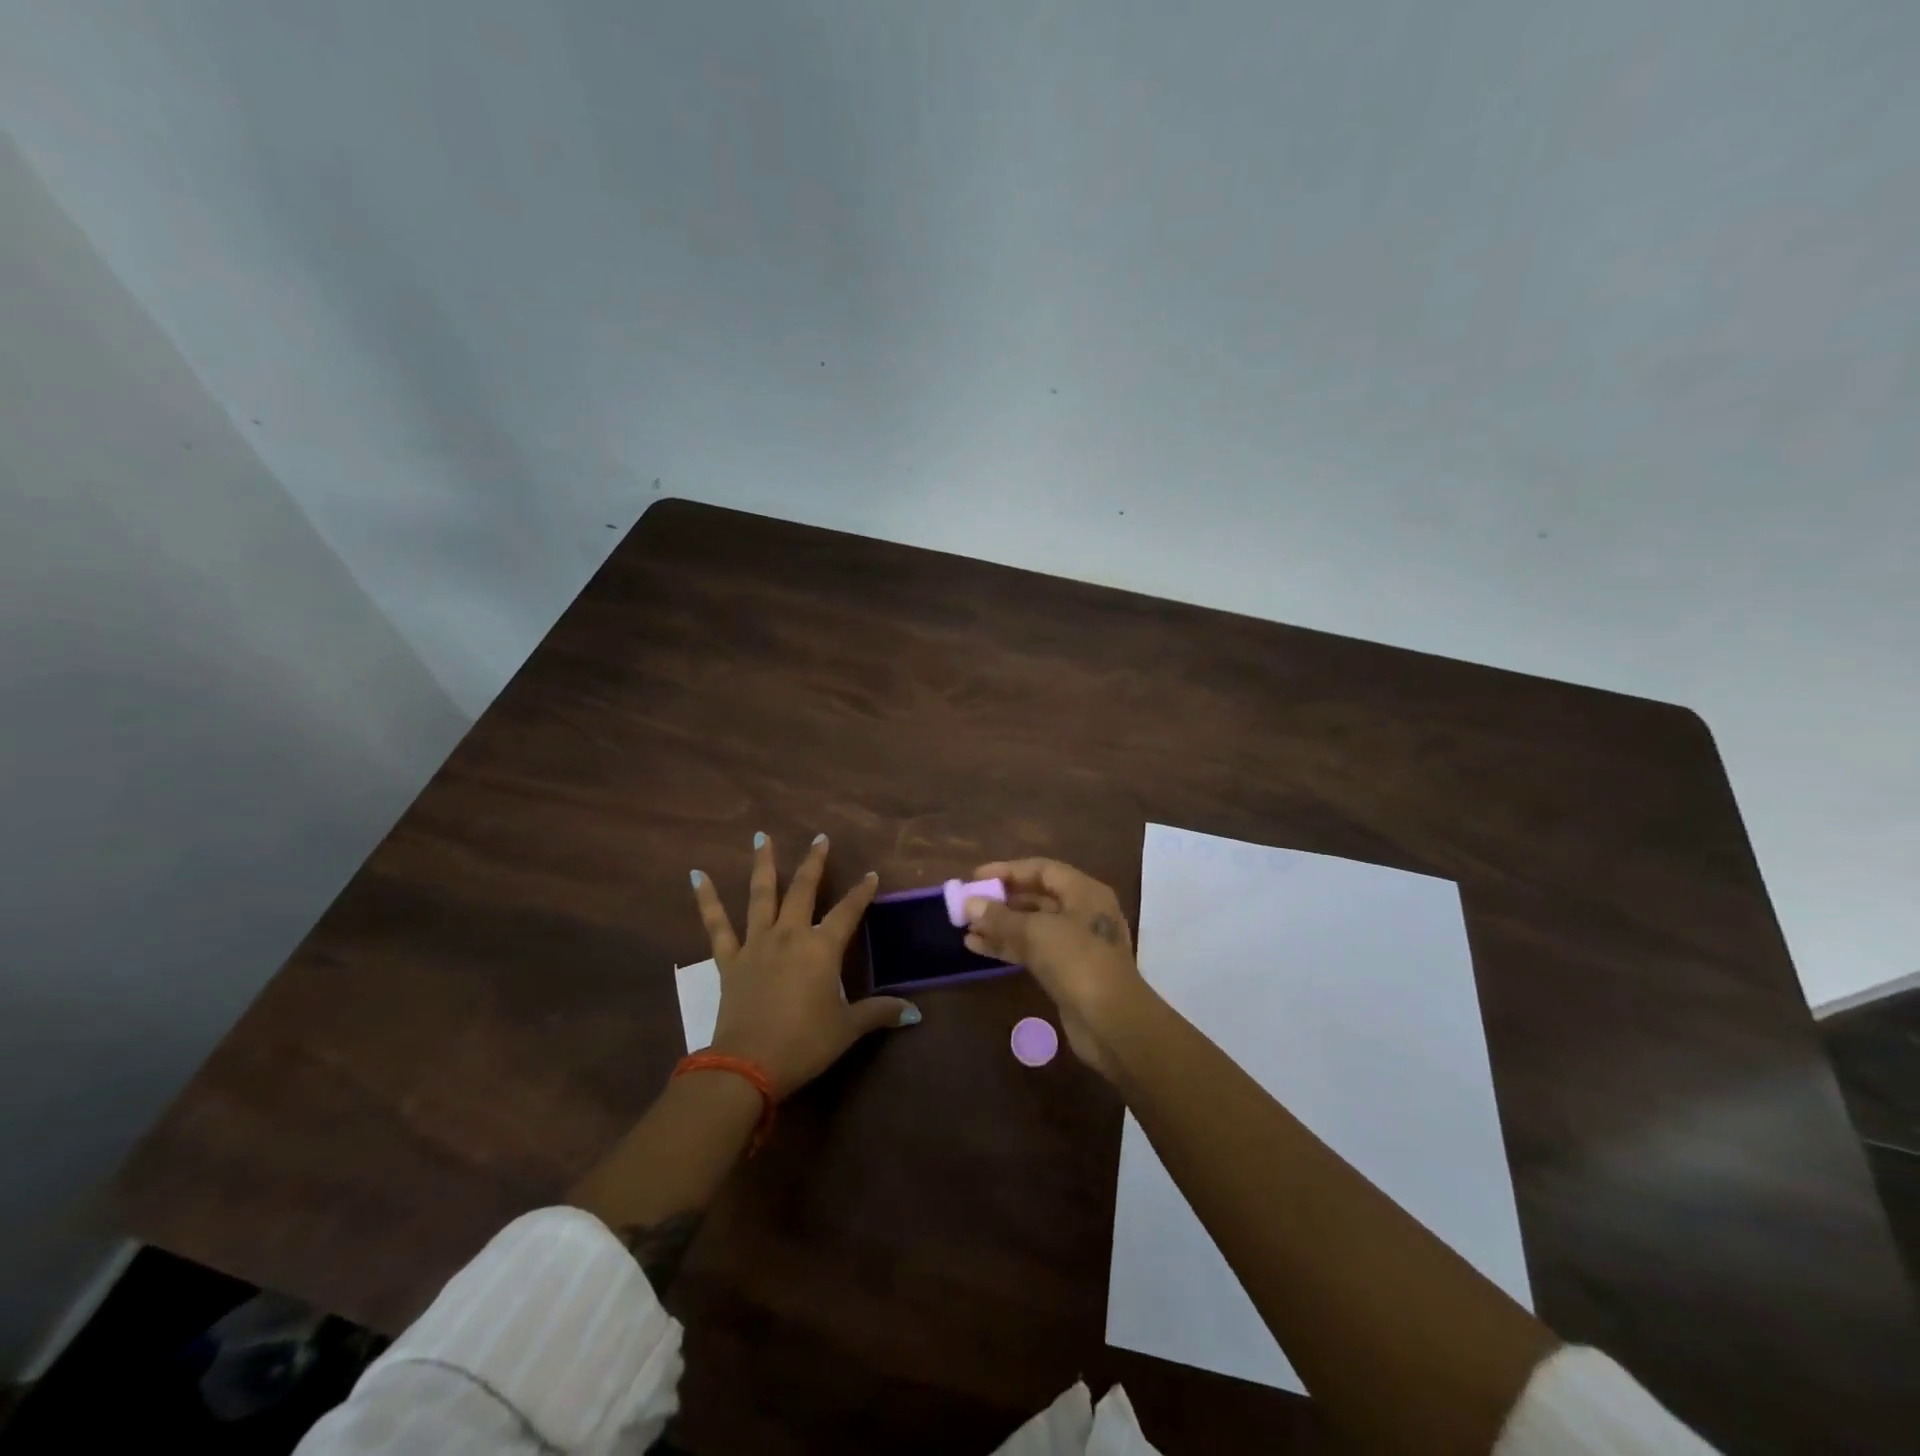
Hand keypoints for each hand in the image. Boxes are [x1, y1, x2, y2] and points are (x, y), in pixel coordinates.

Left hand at [692, 833, 917, 1097]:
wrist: (748, 1065)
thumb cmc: (804, 1044)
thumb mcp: (847, 1029)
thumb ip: (878, 1013)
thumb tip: (914, 1013)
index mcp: (821, 948)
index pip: (848, 912)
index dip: (861, 892)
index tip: (870, 874)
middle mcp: (790, 935)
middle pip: (804, 890)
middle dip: (814, 863)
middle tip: (820, 838)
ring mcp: (756, 944)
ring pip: (761, 895)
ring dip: (763, 864)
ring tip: (762, 837)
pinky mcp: (729, 960)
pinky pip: (716, 925)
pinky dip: (706, 899)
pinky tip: (697, 875)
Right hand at [961, 858, 1150, 1079]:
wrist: (1111, 1022)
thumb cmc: (1077, 962)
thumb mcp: (1035, 932)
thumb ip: (1000, 916)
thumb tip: (969, 903)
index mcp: (1084, 892)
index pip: (1041, 869)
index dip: (1007, 871)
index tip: (976, 877)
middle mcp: (1083, 912)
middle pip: (1037, 897)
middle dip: (1001, 900)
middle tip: (968, 904)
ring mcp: (1076, 943)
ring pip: (1032, 926)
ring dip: (1000, 926)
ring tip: (966, 929)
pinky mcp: (1068, 971)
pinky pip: (1033, 949)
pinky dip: (1008, 946)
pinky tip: (978, 948)